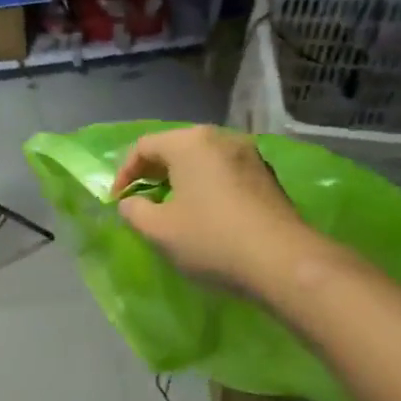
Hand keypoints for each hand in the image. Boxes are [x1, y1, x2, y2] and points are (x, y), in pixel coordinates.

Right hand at [112, 126, 310, 292]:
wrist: (282, 261)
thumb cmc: (211, 239)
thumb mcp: (158, 230)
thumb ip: (134, 211)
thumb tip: (131, 203)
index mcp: (190, 143)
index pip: (144, 146)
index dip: (123, 173)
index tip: (117, 201)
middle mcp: (221, 138)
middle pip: (175, 148)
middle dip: (152, 174)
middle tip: (140, 201)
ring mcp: (250, 155)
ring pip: (202, 161)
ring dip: (180, 181)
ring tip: (170, 209)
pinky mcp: (267, 177)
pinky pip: (224, 173)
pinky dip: (205, 187)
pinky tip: (204, 215)